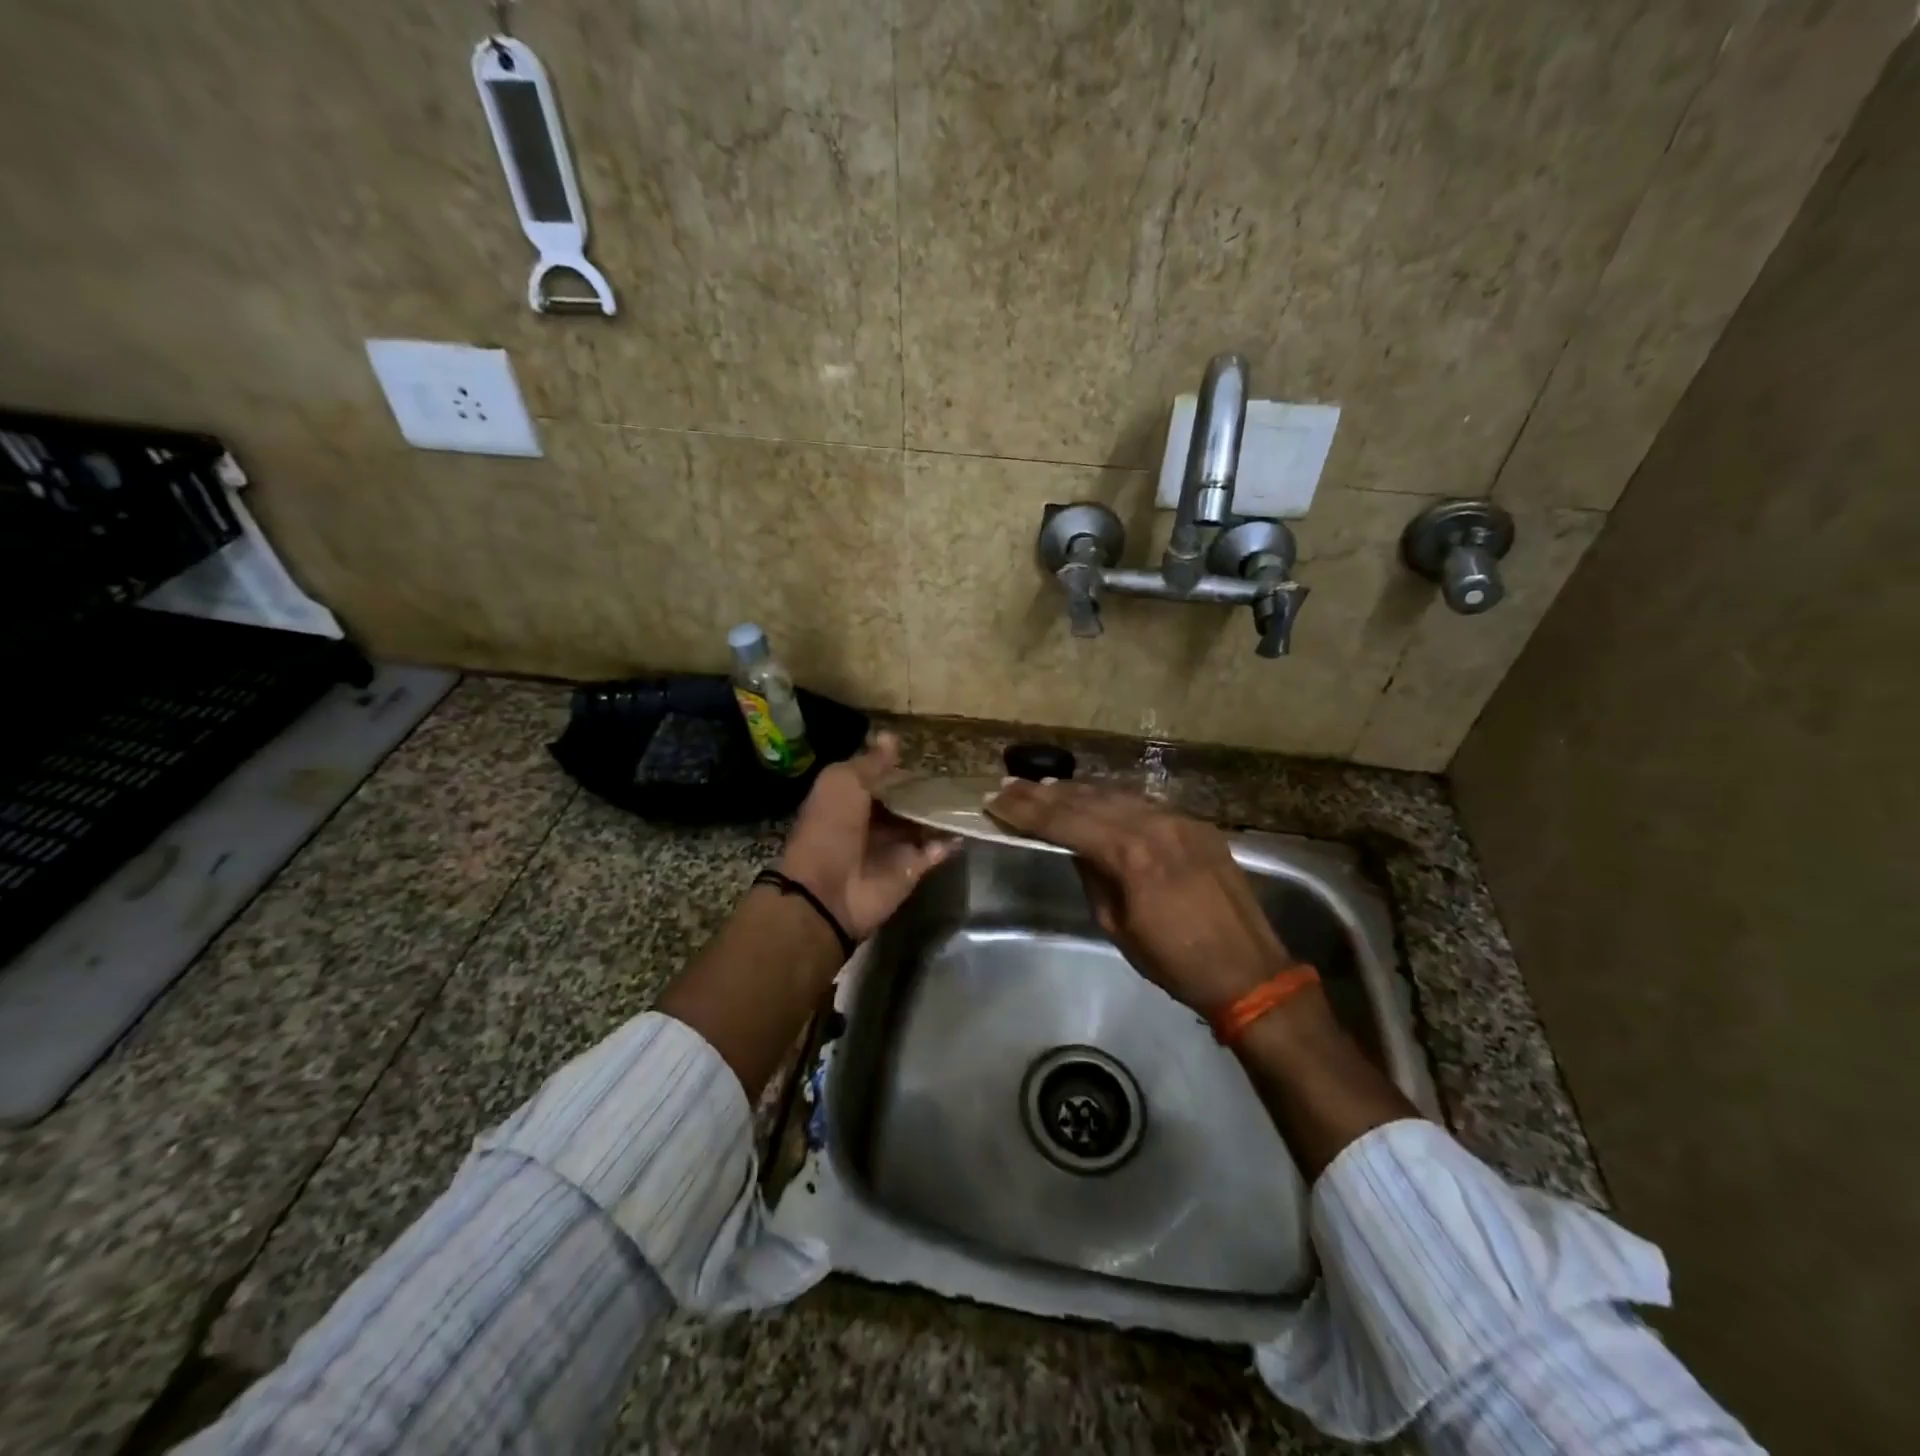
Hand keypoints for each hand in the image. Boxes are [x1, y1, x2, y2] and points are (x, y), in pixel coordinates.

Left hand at [776, 732, 954, 941]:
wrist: (827, 890)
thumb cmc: (829, 827)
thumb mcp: (843, 782)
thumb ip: (871, 762)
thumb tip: (891, 736)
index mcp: (852, 798)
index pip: (882, 778)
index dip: (901, 766)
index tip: (930, 752)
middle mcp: (873, 821)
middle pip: (906, 801)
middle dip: (927, 789)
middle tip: (960, 771)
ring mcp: (894, 847)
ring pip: (923, 824)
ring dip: (942, 812)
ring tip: (972, 793)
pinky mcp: (911, 869)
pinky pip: (935, 851)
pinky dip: (949, 841)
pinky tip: (967, 824)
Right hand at [983, 779, 1296, 1013]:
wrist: (1249, 971)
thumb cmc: (1175, 962)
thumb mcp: (1117, 926)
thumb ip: (1093, 877)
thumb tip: (1075, 848)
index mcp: (1130, 856)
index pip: (1065, 823)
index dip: (1026, 812)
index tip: (995, 800)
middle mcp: (1154, 826)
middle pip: (1087, 800)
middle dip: (1042, 793)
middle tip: (1007, 785)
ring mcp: (1179, 820)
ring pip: (1116, 794)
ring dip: (1076, 790)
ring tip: (1041, 786)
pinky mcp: (1197, 824)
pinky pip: (1144, 803)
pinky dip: (1112, 799)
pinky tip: (1093, 797)